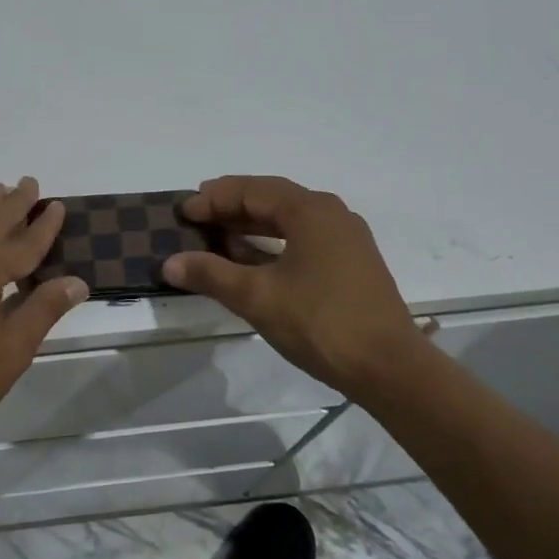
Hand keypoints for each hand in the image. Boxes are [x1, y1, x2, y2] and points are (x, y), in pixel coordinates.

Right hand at [160, 175, 427, 398]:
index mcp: (310, 211)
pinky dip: (274, 242)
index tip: (184, 212)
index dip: (214, 199)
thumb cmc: (320, 323)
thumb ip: (211, 275)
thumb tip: (170, 263)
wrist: (388, 368)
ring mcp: (346, 238)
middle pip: (272, 198)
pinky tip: (254, 260)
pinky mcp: (352, 263)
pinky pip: (304, 238)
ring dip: (253, 224)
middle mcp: (332, 214)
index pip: (252, 190)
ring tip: (218, 235)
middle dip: (232, 205)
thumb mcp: (257, 297)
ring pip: (290, 219)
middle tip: (197, 215)